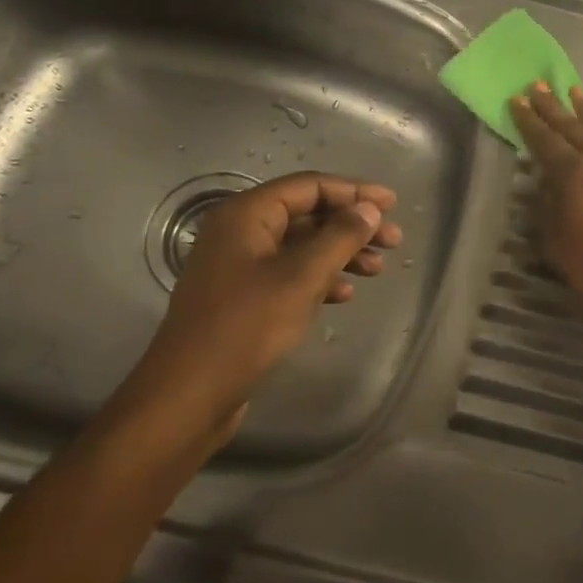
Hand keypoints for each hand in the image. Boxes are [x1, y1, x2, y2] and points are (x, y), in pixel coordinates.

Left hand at [132, 172, 401, 443]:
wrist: (189, 395)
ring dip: (341, 253)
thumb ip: (340, 237)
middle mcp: (240, 233)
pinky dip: (320, 279)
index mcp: (246, 215)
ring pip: (301, 247)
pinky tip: (344, 295)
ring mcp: (239, 266)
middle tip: (393, 241)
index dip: (354, 192)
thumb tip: (369, 209)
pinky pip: (289, 274)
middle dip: (352, 226)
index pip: (309, 187)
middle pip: (307, 215)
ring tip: (377, 269)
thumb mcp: (301, 278)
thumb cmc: (246, 327)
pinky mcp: (243, 298)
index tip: (392, 204)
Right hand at [509, 83, 582, 318]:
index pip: (545, 142)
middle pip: (574, 128)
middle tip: (539, 85)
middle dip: (553, 107)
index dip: (530, 121)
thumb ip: (548, 212)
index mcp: (574, 178)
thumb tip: (542, 184)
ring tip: (576, 90)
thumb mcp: (560, 249)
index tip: (518, 100)